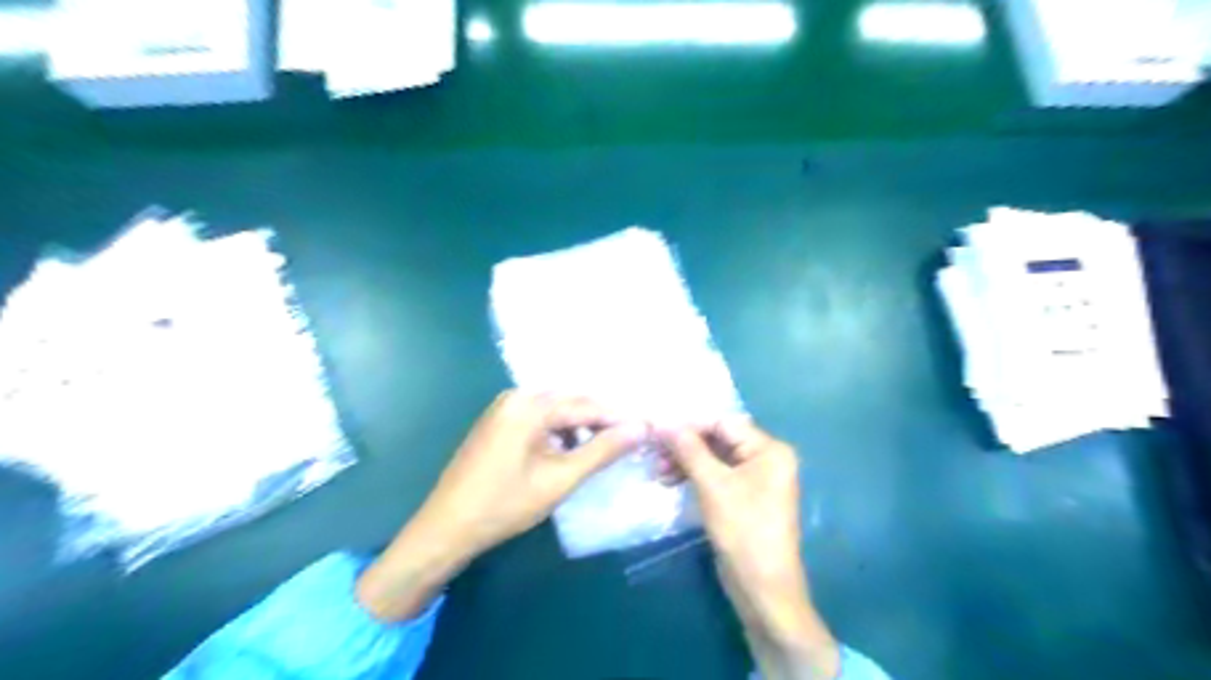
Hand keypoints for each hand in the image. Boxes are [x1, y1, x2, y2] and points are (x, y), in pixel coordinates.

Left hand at [356, 394, 646, 622]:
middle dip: (603, 419)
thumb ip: (602, 451)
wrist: (447, 527)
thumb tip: (640, 429)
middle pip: (571, 402)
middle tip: (633, 437)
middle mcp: (516, 396)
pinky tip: (573, 450)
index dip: (620, 418)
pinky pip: (540, 419)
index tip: (649, 428)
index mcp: (530, 404)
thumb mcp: (560, 479)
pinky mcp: (499, 423)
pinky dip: (561, 432)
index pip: (587, 405)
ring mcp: (504, 408)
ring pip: (557, 411)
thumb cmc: (505, 504)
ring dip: (583, 426)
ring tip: (608, 446)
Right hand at [661, 419, 845, 678]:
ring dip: (685, 462)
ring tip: (658, 472)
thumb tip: (663, 421)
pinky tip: (669, 481)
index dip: (689, 424)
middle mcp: (766, 458)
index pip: (723, 423)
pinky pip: (715, 476)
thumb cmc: (743, 531)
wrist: (762, 589)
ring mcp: (755, 478)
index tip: (656, 427)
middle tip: (653, 452)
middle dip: (685, 445)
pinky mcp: (743, 496)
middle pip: (718, 439)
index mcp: (769, 450)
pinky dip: (693, 477)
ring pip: (713, 458)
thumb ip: (689, 449)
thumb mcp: (713, 486)